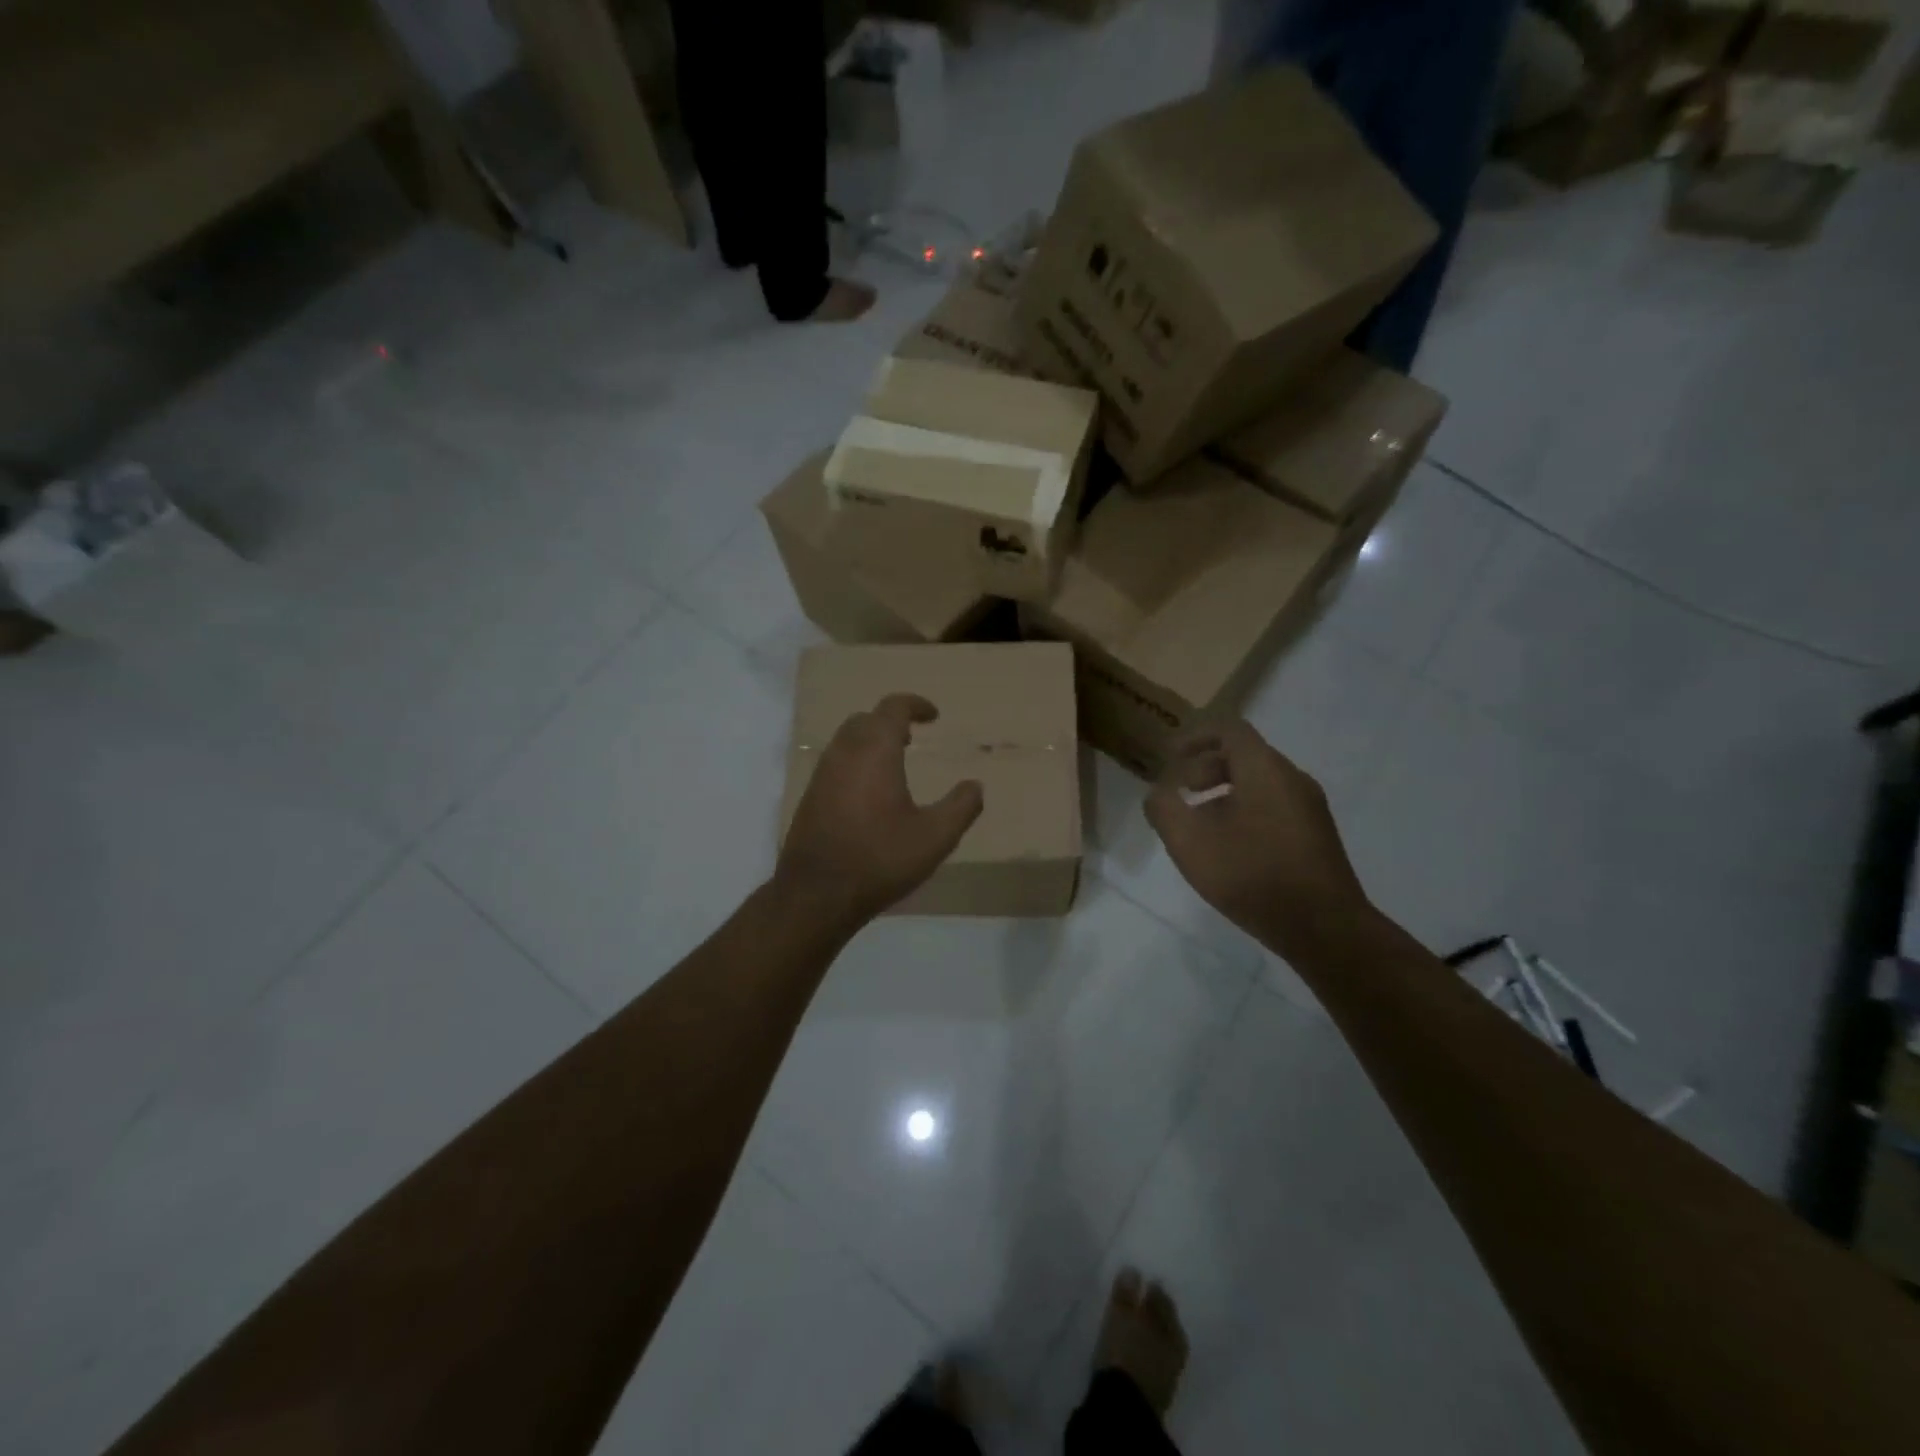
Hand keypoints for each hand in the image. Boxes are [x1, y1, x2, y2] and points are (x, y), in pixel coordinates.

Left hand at [776, 694, 983, 928]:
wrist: (817, 894)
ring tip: (893, 762)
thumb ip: (961, 807)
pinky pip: (835, 763)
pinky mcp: (810, 796)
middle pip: (866, 719)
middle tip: (912, 738)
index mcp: (875, 751)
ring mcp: (822, 774)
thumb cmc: (880, 859)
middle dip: (890, 721)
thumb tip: (975, 785)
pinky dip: (855, 761)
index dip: (915, 705)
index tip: (933, 716)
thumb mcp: (935, 837)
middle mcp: (844, 753)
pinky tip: (869, 792)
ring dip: (870, 741)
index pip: (893, 708)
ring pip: (846, 740)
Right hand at [1146, 720, 1371, 960]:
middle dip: (1206, 768)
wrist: (1324, 928)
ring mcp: (1310, 808)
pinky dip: (1245, 812)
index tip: (1169, 758)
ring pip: (1260, 783)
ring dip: (1224, 793)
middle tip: (1182, 793)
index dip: (1195, 737)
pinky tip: (1230, 849)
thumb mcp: (1189, 842)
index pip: (1229, 729)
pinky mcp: (1316, 836)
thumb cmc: (1252, 874)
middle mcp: (1292, 779)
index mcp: (1264, 769)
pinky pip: (1274, 807)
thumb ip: (1164, 809)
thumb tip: (1158, 793)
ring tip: (1200, 826)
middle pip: (1245, 755)